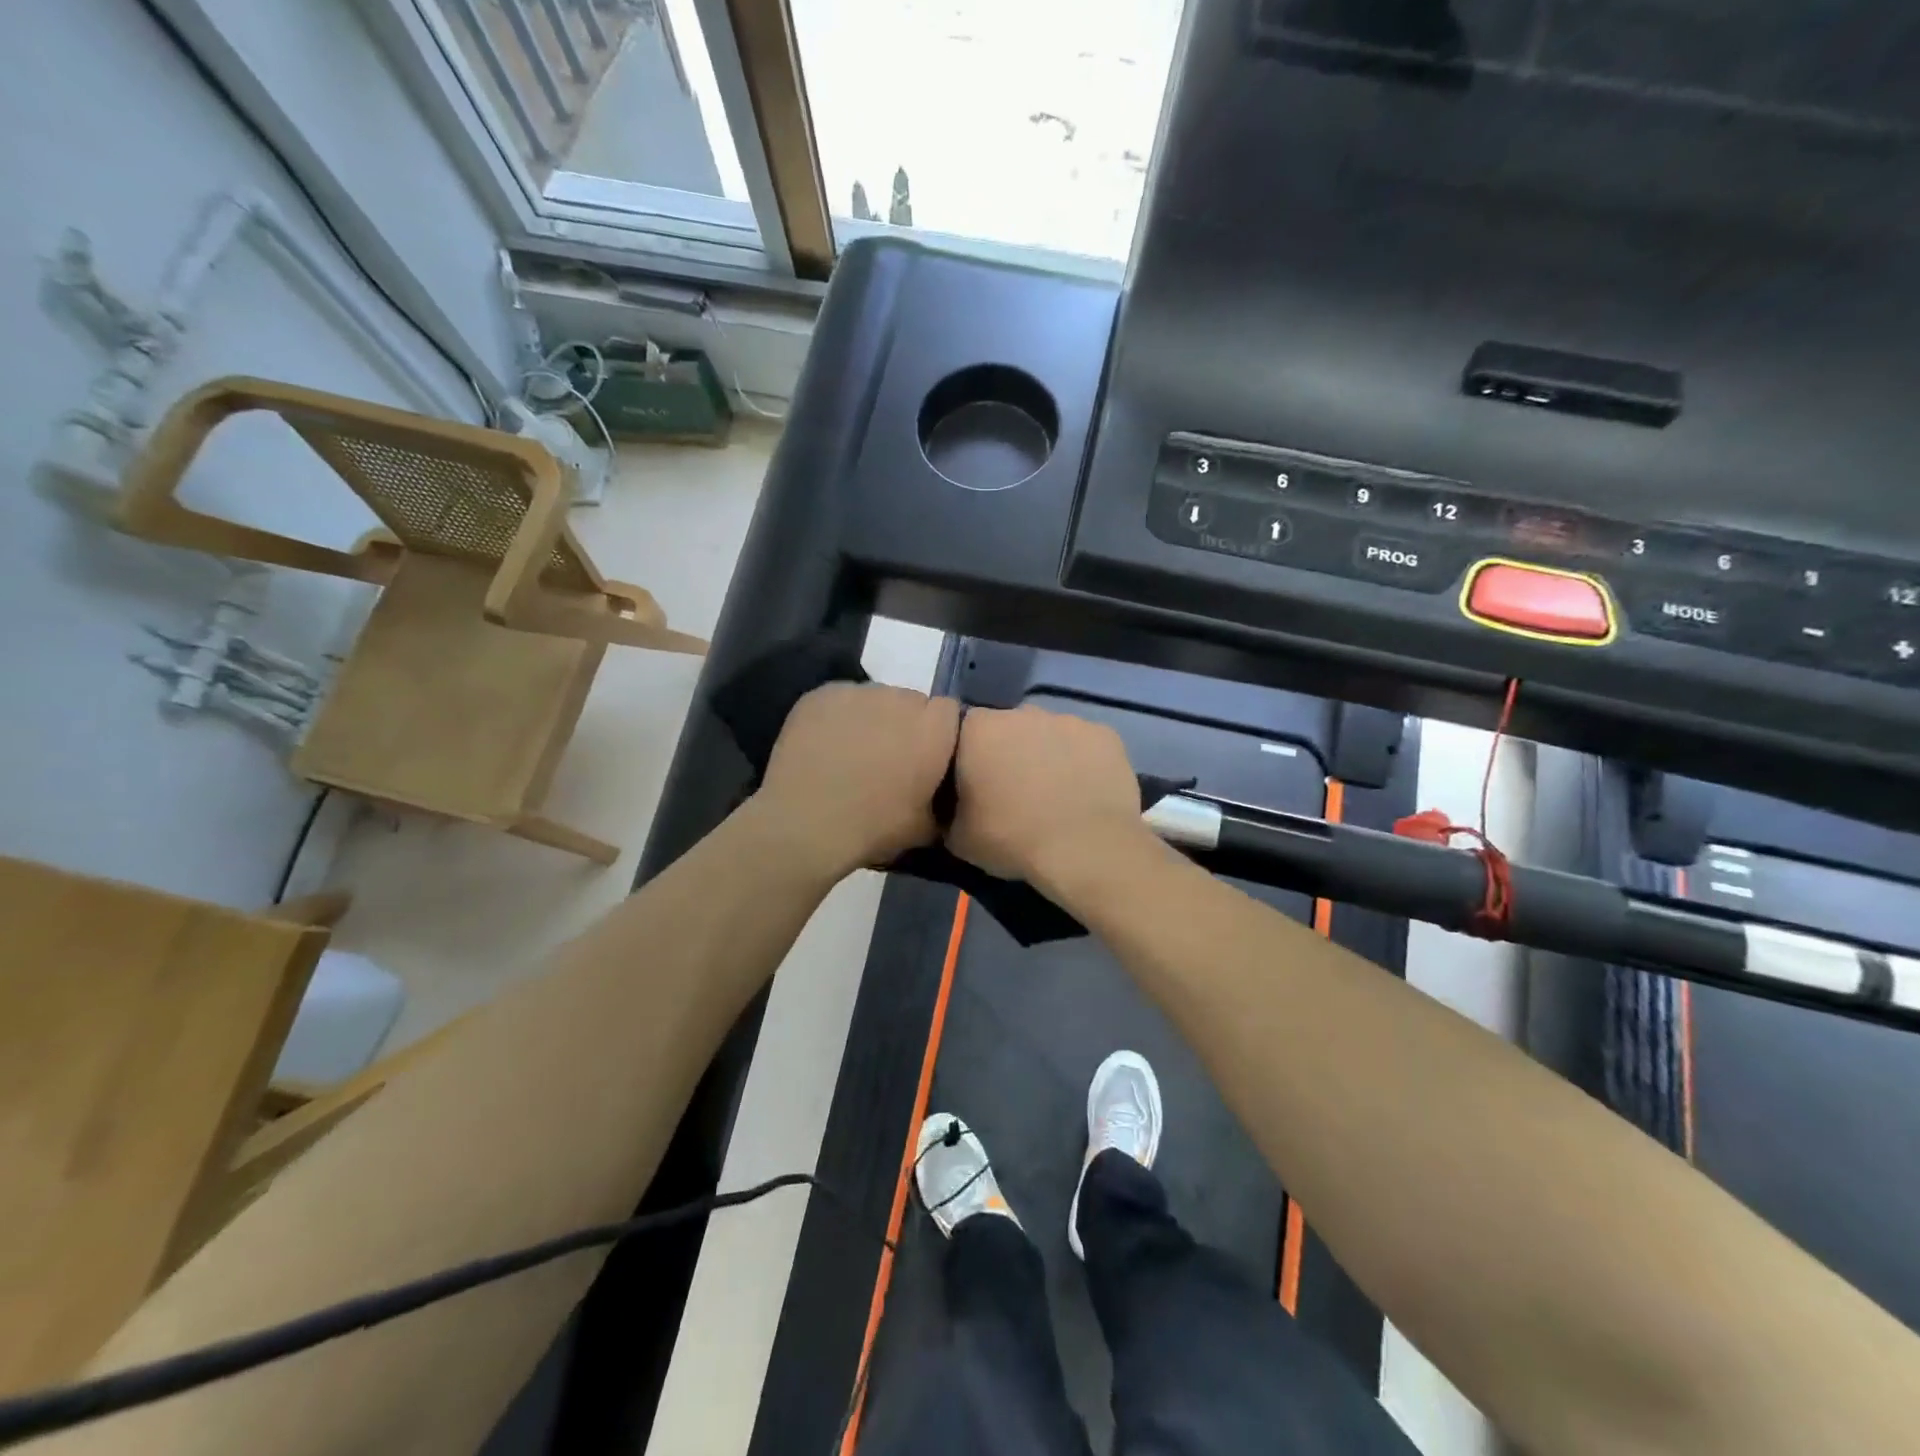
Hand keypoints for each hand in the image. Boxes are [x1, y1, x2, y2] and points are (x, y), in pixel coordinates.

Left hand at [752, 681, 961, 881]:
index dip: (938, 732)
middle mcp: (901, 699)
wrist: (806, 824)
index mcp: (934, 728)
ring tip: (853, 752)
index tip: (926, 756)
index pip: (949, 712)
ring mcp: (859, 692)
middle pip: (911, 702)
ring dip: (871, 718)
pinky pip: (840, 699)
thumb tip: (942, 797)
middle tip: (888, 757)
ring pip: (875, 698)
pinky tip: (826, 744)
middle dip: (905, 724)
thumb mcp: (926, 827)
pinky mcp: (823, 693)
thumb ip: (943, 800)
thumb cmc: (874, 827)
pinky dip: (838, 717)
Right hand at [947, 705, 1146, 885]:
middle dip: (1009, 753)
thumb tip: (953, 808)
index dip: (968, 758)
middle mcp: (1023, 712)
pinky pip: (1085, 746)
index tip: (974, 786)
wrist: (1085, 848)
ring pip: (1049, 735)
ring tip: (1053, 796)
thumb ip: (948, 811)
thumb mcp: (958, 838)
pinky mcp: (1105, 735)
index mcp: (979, 729)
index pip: (964, 732)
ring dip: (1046, 757)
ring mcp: (1068, 720)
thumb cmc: (1012, 838)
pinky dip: (1082, 763)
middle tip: (1014, 793)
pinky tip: (1084, 793)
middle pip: (1009, 728)